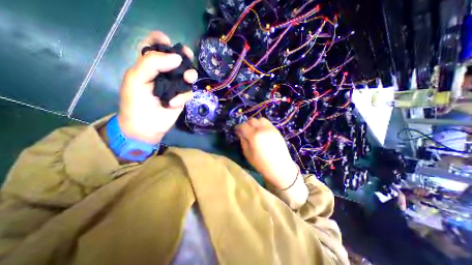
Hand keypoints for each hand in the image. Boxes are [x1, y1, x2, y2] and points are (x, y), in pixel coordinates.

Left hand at [120, 31, 198, 144]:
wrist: (145, 126)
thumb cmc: (135, 102)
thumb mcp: (137, 78)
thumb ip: (153, 63)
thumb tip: (177, 58)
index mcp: (148, 66)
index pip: (154, 47)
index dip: (161, 41)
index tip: (168, 41)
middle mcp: (164, 74)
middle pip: (177, 60)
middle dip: (183, 56)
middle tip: (188, 55)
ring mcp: (175, 87)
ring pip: (188, 75)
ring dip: (189, 75)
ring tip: (187, 79)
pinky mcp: (182, 98)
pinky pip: (188, 92)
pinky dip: (182, 97)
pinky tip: (172, 103)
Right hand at [236, 117, 297, 187]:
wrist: (280, 167)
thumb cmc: (262, 164)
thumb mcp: (248, 154)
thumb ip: (243, 141)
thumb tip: (240, 133)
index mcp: (254, 136)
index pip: (243, 126)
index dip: (238, 127)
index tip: (236, 130)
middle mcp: (262, 129)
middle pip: (252, 120)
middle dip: (246, 124)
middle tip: (245, 131)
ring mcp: (271, 128)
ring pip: (260, 119)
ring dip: (255, 123)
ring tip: (254, 130)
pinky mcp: (276, 130)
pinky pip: (267, 123)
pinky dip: (262, 124)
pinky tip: (261, 132)